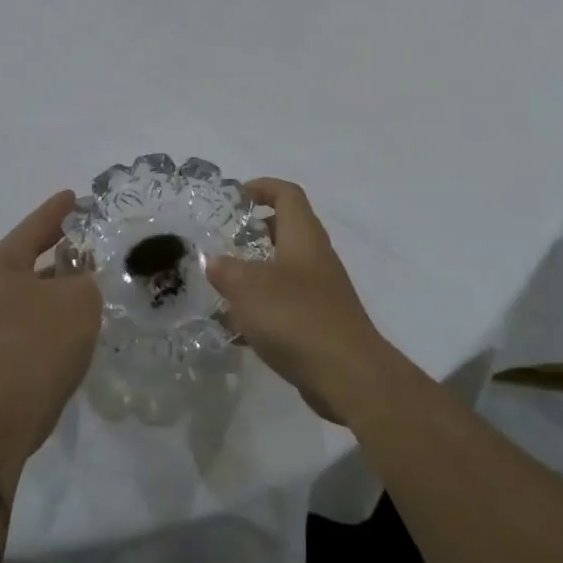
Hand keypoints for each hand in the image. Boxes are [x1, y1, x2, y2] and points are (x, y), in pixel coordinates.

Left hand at [0, 190, 102, 457]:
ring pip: (27, 291)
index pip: (35, 226)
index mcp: (0, 264)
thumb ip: (86, 278)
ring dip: (54, 286)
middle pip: (27, 257)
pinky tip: (71, 323)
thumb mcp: (80, 299)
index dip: (59, 211)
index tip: (74, 197)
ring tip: (85, 282)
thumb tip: (80, 278)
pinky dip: (48, 313)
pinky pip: (25, 319)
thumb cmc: (40, 342)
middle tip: (85, 240)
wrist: (1, 417)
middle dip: (57, 249)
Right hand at [208, 179, 393, 422]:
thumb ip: (226, 270)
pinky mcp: (320, 323)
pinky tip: (237, 327)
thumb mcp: (247, 288)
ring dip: (255, 272)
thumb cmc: (296, 316)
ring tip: (222, 285)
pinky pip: (286, 304)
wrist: (347, 374)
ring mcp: (321, 291)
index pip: (287, 195)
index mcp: (303, 236)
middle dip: (255, 231)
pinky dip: (262, 307)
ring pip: (284, 269)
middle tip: (224, 241)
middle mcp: (315, 257)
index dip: (263, 187)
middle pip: (287, 230)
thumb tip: (214, 262)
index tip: (236, 196)